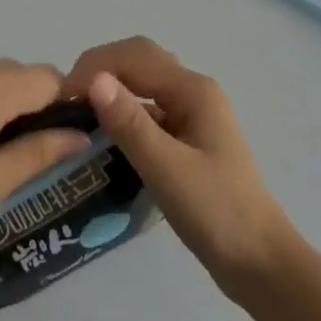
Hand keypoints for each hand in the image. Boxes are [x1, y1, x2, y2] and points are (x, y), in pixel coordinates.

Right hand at [67, 37, 299, 298]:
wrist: (260, 263)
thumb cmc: (216, 213)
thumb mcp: (166, 168)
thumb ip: (129, 123)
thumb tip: (93, 80)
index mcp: (193, 91)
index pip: (134, 57)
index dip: (94, 67)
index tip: (61, 97)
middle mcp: (194, 93)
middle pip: (140, 61)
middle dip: (101, 70)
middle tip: (66, 100)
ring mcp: (193, 116)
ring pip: (144, 86)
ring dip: (111, 90)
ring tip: (78, 115)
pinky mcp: (188, 140)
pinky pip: (149, 112)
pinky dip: (123, 114)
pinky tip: (105, 136)